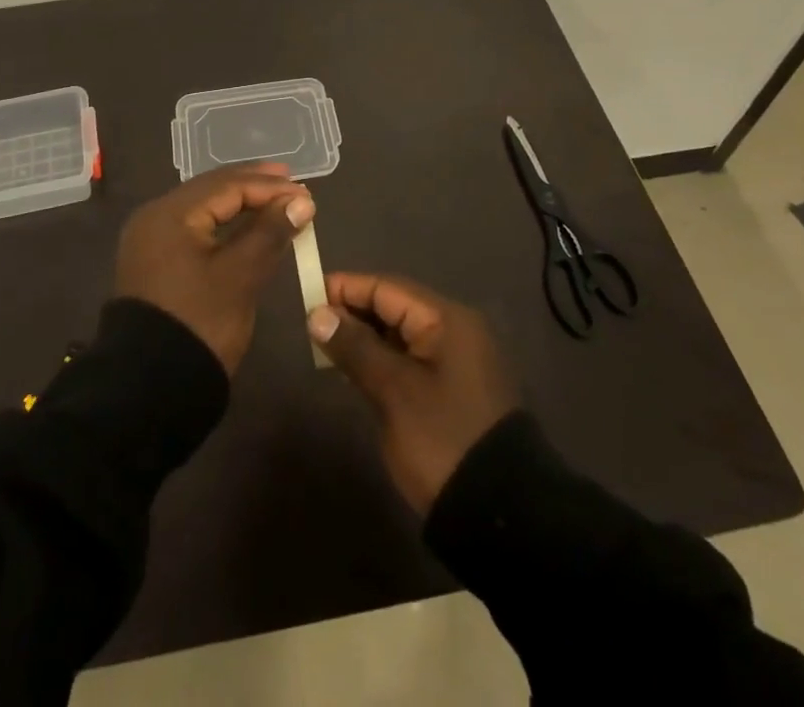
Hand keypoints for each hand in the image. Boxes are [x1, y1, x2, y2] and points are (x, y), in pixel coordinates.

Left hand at [114, 163, 316, 373]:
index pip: (226, 186)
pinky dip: (224, 225)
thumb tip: (301, 202)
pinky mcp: (156, 262)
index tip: (306, 194)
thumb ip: (270, 233)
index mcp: (169, 214)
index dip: (269, 188)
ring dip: (240, 204)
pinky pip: (196, 229)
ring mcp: (152, 241)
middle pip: (212, 190)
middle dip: (253, 186)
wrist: (148, 389)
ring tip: (275, 200)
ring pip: (204, 209)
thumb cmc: (198, 323)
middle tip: (291, 182)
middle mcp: (155, 217)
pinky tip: (247, 227)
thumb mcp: (240, 276)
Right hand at [307, 273, 516, 513]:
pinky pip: (409, 359)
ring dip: (364, 338)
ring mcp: (455, 361)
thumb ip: (355, 347)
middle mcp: (454, 331)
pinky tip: (353, 371)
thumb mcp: (394, 391)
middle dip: (353, 312)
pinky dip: (380, 359)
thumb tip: (318, 313)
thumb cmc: (442, 440)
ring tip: (325, 347)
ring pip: (399, 334)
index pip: (387, 288)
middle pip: (394, 307)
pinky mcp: (451, 389)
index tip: (306, 296)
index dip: (346, 288)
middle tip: (310, 325)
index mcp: (446, 320)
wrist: (497, 516)